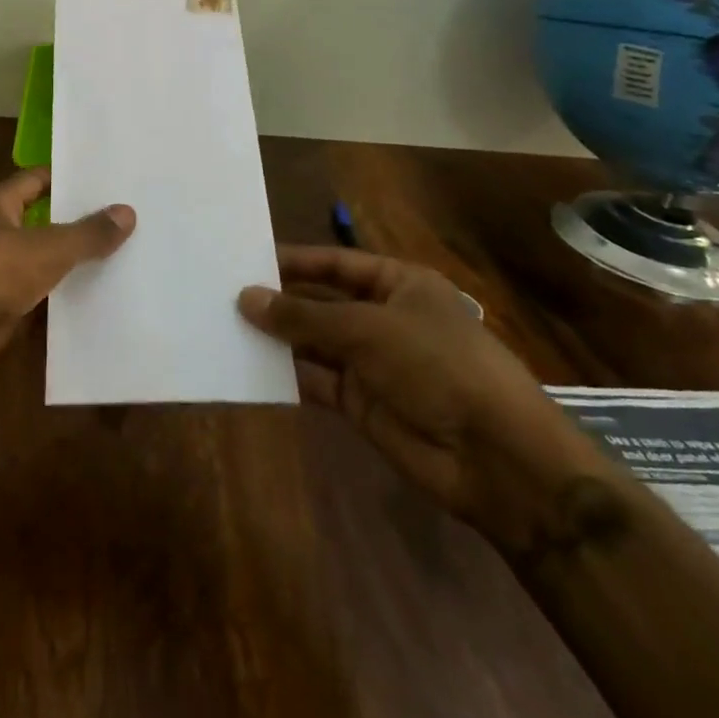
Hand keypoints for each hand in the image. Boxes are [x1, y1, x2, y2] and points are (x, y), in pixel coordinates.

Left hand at [0, 168, 134, 399]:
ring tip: (123, 257)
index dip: (66, 178)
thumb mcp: (44, 249)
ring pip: (40, 262)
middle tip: (126, 220)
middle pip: (40, 221)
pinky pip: (36, 297)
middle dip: (77, 222)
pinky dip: (60, 298)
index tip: (106, 180)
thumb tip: (127, 211)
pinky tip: (96, 300)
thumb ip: (86, 233)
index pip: (35, 181)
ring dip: (71, 263)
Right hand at [238, 247, 614, 551]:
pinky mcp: (362, 402)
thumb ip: (303, 315)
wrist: (495, 457)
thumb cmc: (437, 365)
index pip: (335, 263)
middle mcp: (383, 317)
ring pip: (314, 342)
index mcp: (399, 284)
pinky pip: (316, 380)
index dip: (293, 261)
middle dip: (279, 300)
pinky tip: (249, 365)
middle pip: (321, 301)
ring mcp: (372, 361)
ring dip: (278, 337)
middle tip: (224, 293)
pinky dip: (287, 374)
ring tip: (226, 325)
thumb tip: (245, 297)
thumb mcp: (367, 329)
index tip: (245, 260)